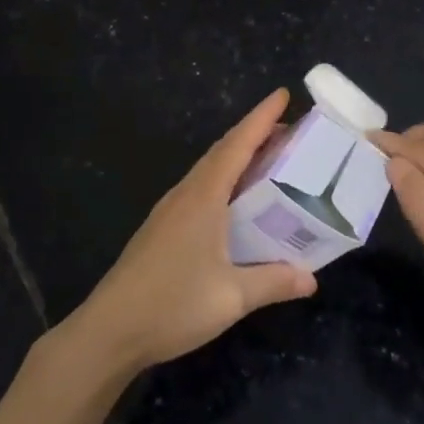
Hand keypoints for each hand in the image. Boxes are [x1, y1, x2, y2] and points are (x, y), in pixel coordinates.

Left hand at [58, 89, 317, 377]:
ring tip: (269, 160)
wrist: (111, 328)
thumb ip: (273, 282)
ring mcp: (170, 210)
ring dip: (238, 157)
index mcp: (204, 197)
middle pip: (222, 151)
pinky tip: (236, 201)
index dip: (261, 118)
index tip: (283, 94)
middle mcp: (186, 194)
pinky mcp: (163, 228)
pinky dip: (224, 180)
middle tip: (289, 131)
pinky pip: (200, 188)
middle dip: (254, 134)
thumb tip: (312, 278)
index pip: (237, 145)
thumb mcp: (232, 297)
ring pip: (209, 170)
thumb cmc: (173, 304)